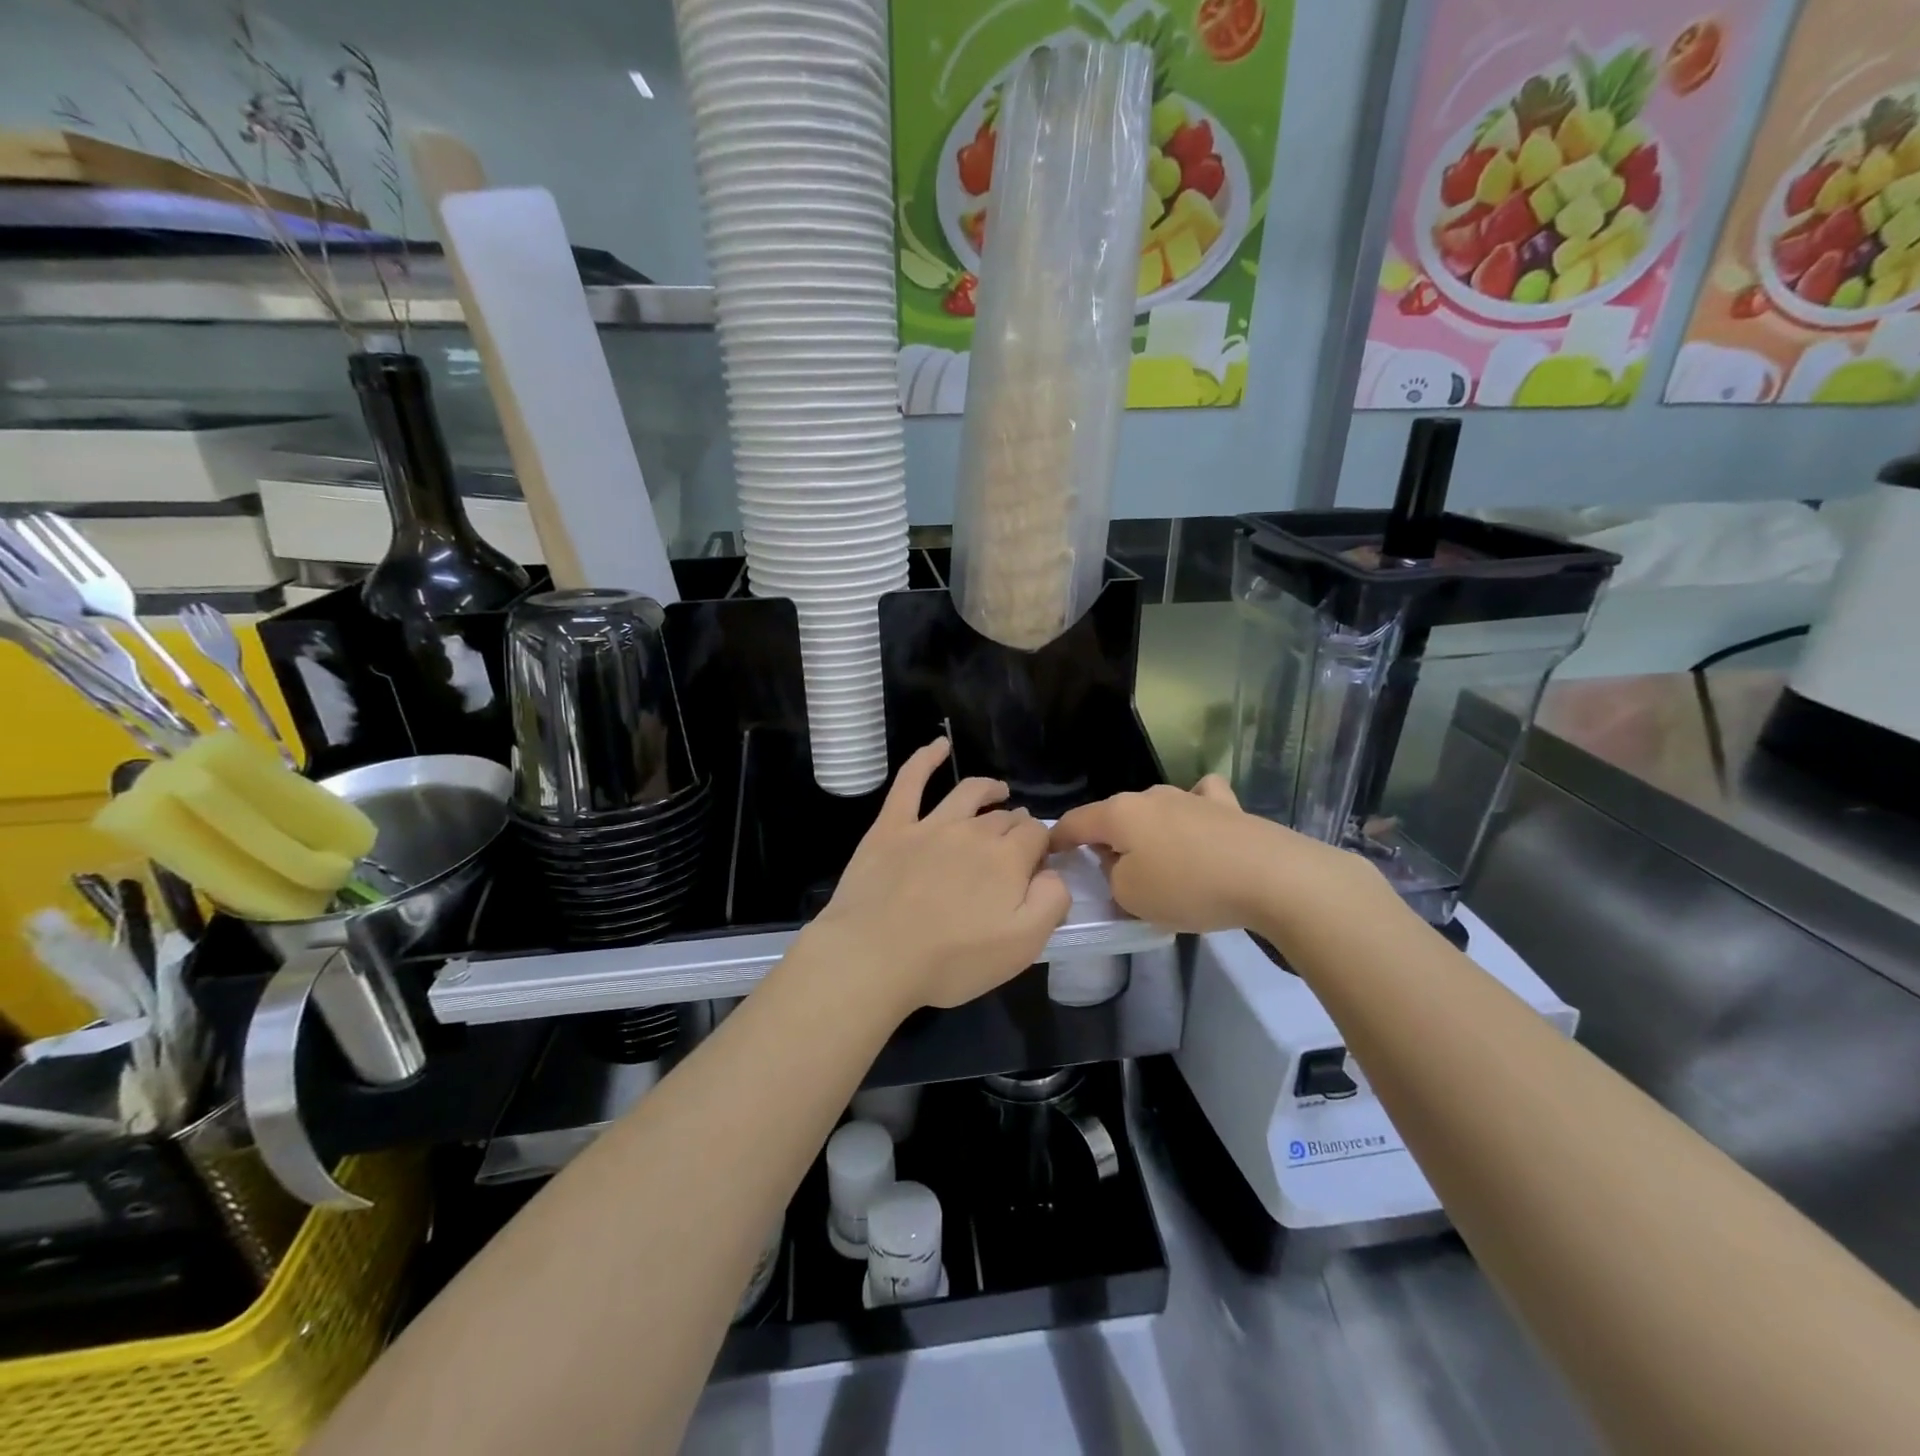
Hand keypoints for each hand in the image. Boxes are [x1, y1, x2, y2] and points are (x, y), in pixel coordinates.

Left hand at [810, 740, 1071, 1015]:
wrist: (874, 956)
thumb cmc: (951, 960)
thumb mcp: (1022, 946)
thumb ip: (1051, 902)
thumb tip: (1053, 872)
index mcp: (1007, 859)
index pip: (1036, 835)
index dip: (1041, 845)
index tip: (1038, 862)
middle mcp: (972, 832)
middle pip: (1004, 818)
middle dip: (1016, 824)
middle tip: (1017, 840)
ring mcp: (929, 825)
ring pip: (967, 793)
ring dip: (988, 789)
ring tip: (998, 791)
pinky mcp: (891, 827)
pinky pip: (910, 782)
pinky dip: (926, 759)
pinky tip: (938, 745)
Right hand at [1051, 776, 1375, 935]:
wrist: (1272, 877)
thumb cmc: (1189, 887)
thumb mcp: (1130, 896)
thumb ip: (1112, 877)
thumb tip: (1120, 864)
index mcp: (1119, 814)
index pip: (1074, 822)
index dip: (1057, 840)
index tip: (1049, 855)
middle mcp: (1150, 796)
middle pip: (1114, 816)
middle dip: (1105, 840)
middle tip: (1109, 874)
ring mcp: (1191, 797)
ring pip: (1154, 809)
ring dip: (1147, 831)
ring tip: (1156, 860)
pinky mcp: (1227, 806)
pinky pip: (1199, 801)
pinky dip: (1192, 812)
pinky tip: (1201, 826)